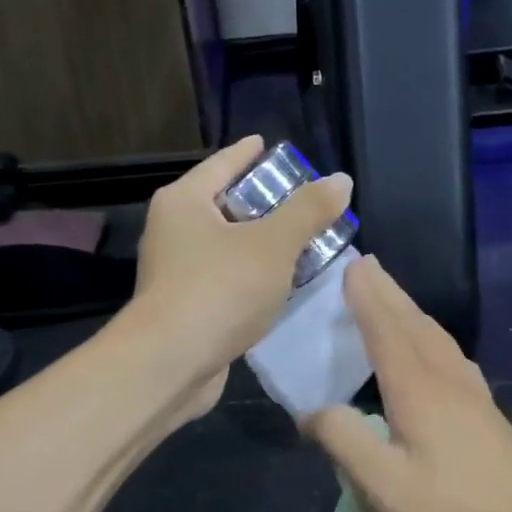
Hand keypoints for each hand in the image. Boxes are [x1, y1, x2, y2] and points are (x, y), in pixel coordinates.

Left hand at [128, 136, 352, 416]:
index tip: (274, 147)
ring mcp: (177, 272)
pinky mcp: (187, 307)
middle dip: (267, 203)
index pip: (223, 163)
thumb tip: (340, 180)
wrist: (171, 364)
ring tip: (306, 242)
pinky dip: (254, 278)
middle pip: (226, 204)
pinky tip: (284, 285)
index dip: (252, 154)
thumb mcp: (273, 244)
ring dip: (263, 245)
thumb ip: (308, 211)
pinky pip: (227, 280)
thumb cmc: (219, 290)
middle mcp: (174, 231)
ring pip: (229, 247)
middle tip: (307, 201)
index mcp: (185, 201)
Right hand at [304, 257, 511, 511]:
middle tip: (366, 266)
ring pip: (437, 339)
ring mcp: (474, 398)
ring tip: (392, 301)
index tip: (351, 264)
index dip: (367, 297)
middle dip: (388, 293)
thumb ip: (343, 440)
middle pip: (414, 324)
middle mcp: (448, 381)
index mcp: (418, 389)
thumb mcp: (383, 488)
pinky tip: (433, 355)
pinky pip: (451, 358)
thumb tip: (312, 411)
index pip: (386, 329)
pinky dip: (430, 339)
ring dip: (410, 312)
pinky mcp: (488, 418)